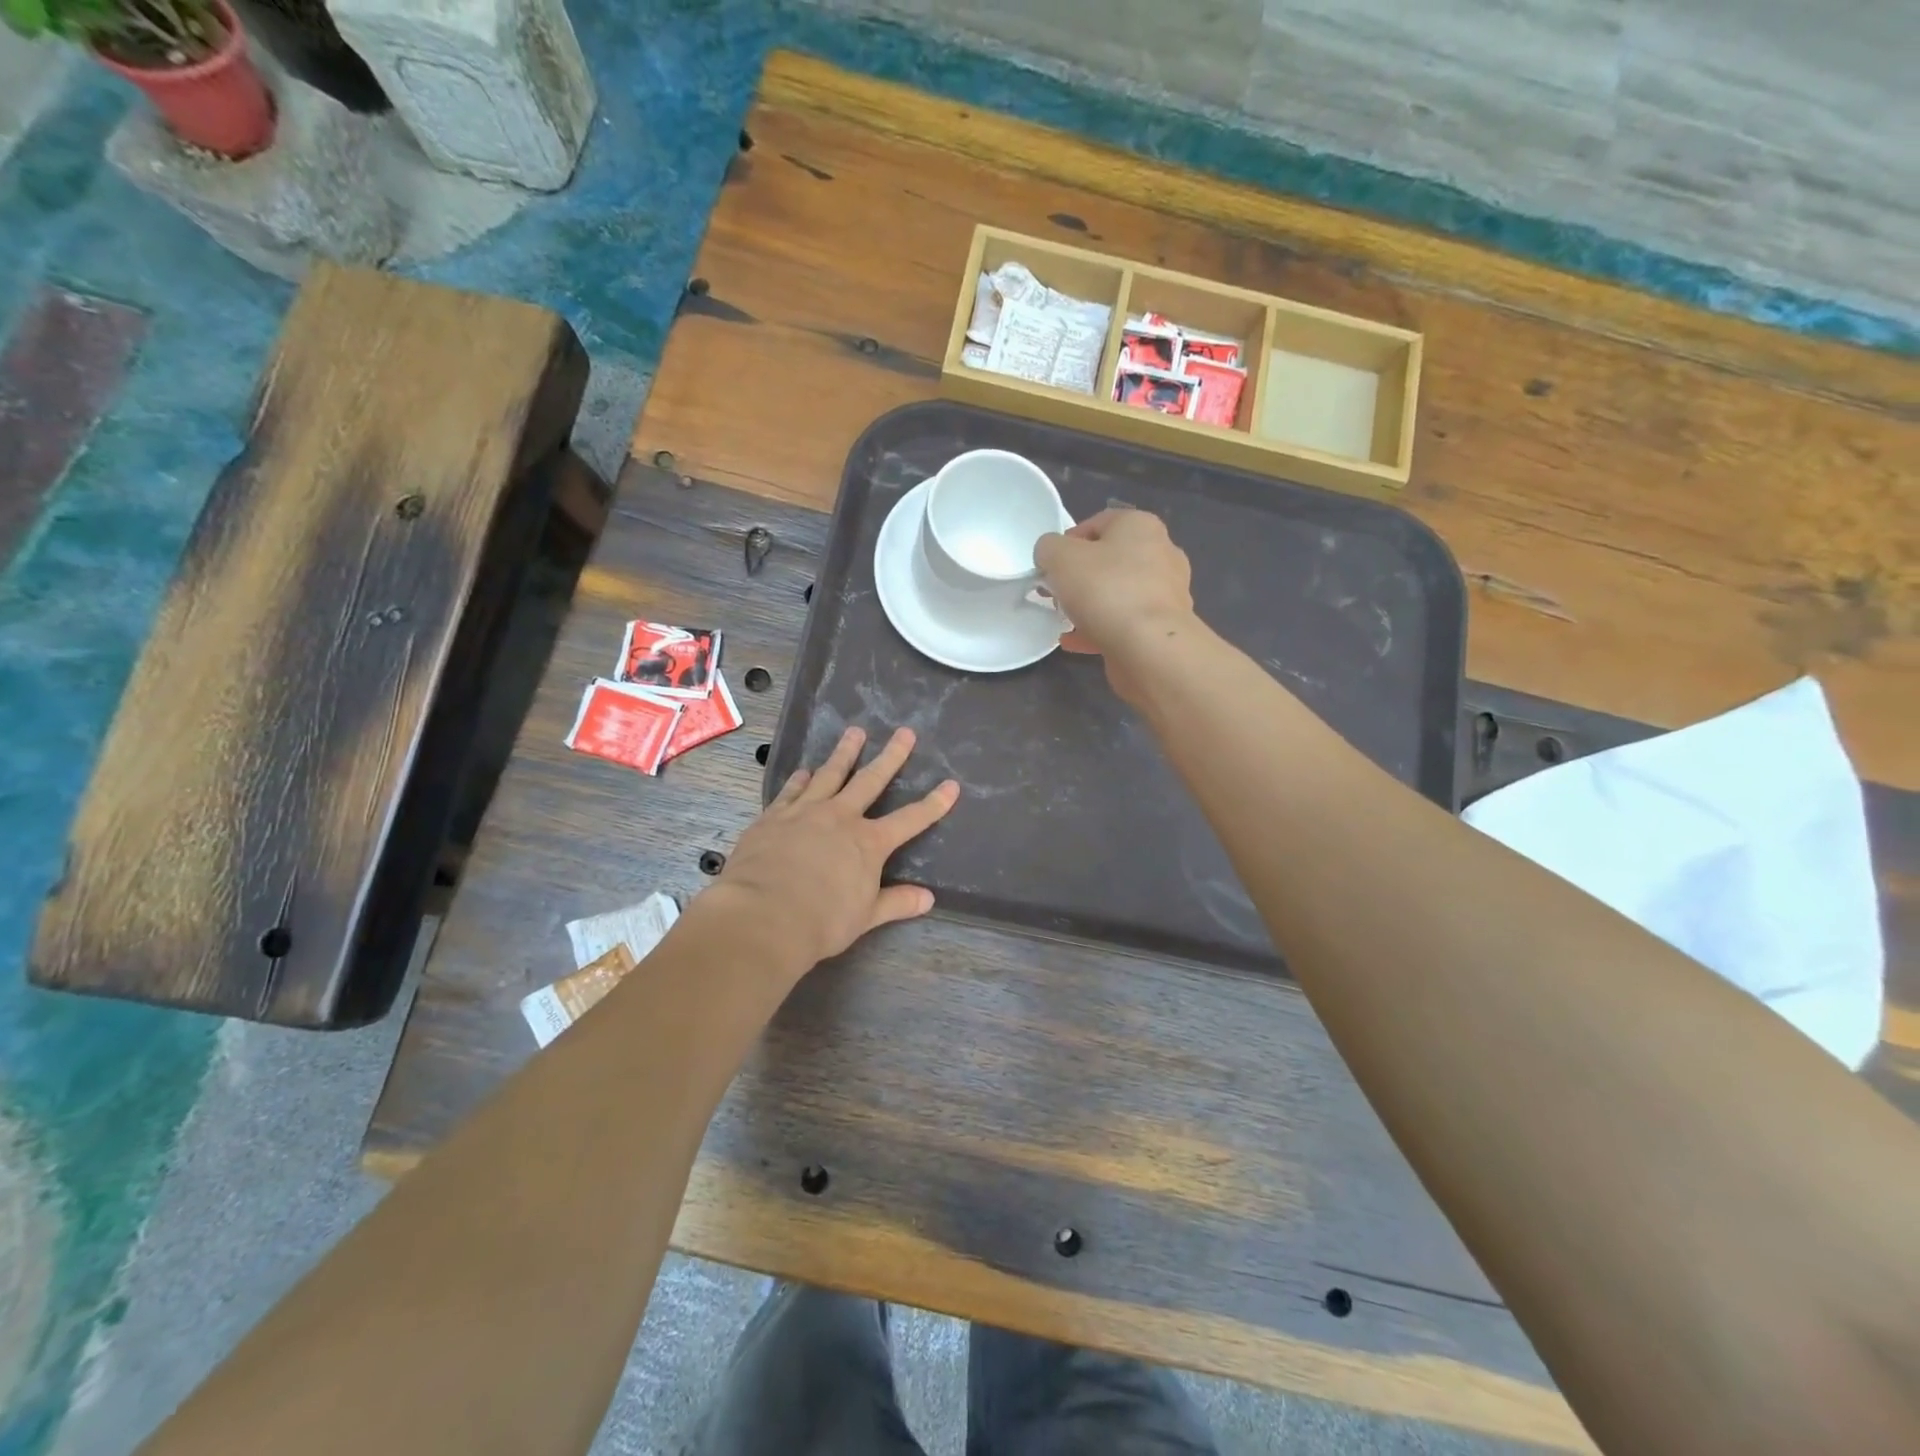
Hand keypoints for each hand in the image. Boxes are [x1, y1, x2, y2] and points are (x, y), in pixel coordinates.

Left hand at [708, 726, 958, 974]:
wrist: (762, 916)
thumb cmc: (821, 921)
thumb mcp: (865, 917)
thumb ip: (896, 902)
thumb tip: (928, 899)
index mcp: (869, 843)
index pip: (910, 820)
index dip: (934, 804)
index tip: (951, 785)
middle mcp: (841, 817)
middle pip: (871, 780)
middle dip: (891, 756)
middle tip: (904, 732)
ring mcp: (805, 812)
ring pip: (830, 774)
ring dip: (845, 753)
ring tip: (854, 732)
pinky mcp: (774, 816)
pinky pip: (791, 791)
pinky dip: (800, 779)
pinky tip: (804, 771)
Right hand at [1034, 509, 1196, 702]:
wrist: (1149, 646)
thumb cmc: (1104, 589)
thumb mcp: (1058, 557)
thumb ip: (1048, 548)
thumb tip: (1050, 556)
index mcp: (1140, 526)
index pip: (1097, 523)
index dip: (1067, 542)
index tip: (1049, 566)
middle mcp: (1161, 552)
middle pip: (1109, 559)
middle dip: (1078, 576)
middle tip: (1054, 593)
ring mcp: (1167, 592)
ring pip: (1118, 593)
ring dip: (1089, 604)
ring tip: (1063, 620)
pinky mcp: (1164, 626)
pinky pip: (1125, 622)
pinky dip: (1099, 629)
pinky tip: (1074, 642)